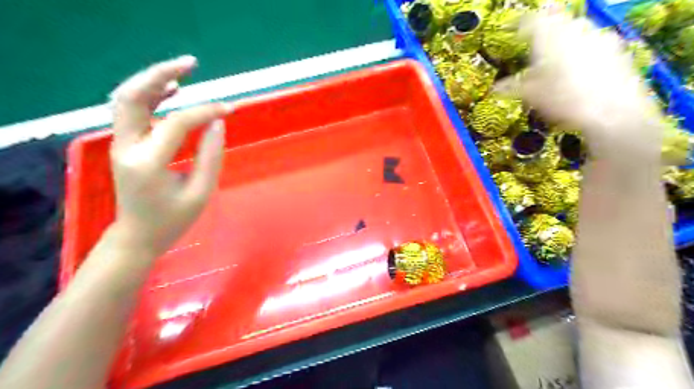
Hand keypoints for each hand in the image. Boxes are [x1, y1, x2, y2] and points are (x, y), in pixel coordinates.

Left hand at [110, 54, 231, 254]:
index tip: (229, 109)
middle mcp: (126, 147)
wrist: (137, 235)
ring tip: (184, 71)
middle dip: (161, 74)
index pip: (176, 123)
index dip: (204, 112)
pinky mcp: (125, 143)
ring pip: (127, 98)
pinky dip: (150, 95)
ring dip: (153, 80)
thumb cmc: (173, 220)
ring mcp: (121, 143)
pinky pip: (132, 110)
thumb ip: (211, 156)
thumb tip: (218, 123)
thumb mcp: (201, 193)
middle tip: (191, 63)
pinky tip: (172, 90)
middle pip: (133, 96)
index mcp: (147, 163)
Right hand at [500, 13, 659, 163]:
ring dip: (564, 38)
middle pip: (556, 20)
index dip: (519, 25)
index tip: (512, 31)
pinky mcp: (616, 48)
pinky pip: (593, 41)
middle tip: (534, 43)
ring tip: (556, 55)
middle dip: (544, 29)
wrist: (613, 111)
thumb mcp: (531, 96)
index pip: (530, 21)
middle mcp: (574, 29)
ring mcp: (598, 36)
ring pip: (576, 29)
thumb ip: (512, 88)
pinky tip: (579, 66)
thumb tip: (495, 88)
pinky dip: (582, 48)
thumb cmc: (563, 99)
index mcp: (549, 36)